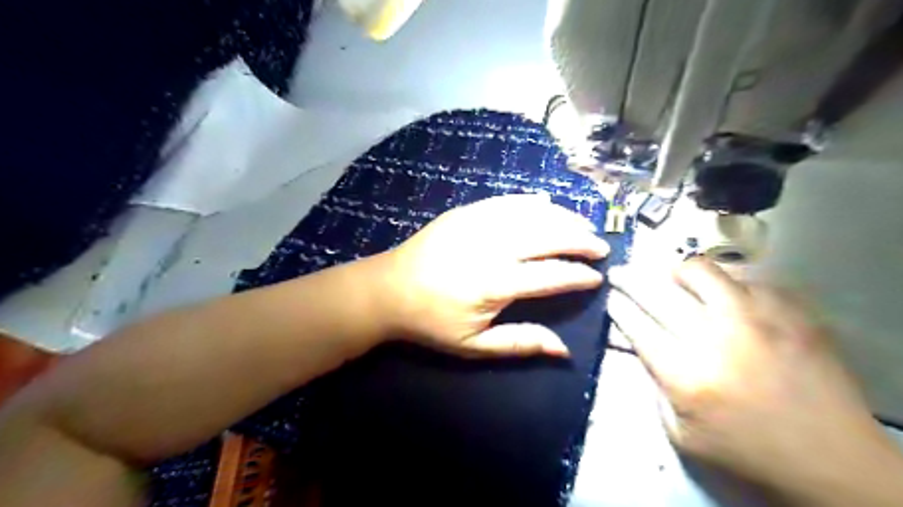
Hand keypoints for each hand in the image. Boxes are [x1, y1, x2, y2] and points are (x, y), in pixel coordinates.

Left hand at [378, 194, 609, 355]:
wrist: (387, 290)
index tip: (597, 278)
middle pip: (547, 236)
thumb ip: (519, 343)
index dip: (577, 275)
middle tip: (600, 246)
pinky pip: (506, 201)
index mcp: (494, 283)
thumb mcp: (473, 346)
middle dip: (579, 240)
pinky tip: (547, 204)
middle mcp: (490, 247)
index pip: (550, 275)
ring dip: (562, 217)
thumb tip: (563, 349)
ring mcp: (476, 223)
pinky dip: (531, 202)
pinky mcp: (464, 212)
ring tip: (582, 225)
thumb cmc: (430, 322)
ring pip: (531, 213)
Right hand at [606, 260, 902, 500]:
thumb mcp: (681, 434)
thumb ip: (654, 387)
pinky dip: (726, 284)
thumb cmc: (747, 452)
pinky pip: (747, 280)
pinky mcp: (792, 314)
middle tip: (620, 273)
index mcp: (685, 375)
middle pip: (658, 293)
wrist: (833, 461)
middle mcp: (715, 339)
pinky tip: (724, 296)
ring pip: (702, 272)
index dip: (618, 308)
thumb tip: (642, 346)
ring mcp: (757, 320)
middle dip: (629, 279)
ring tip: (672, 275)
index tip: (611, 298)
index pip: (637, 326)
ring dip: (677, 271)